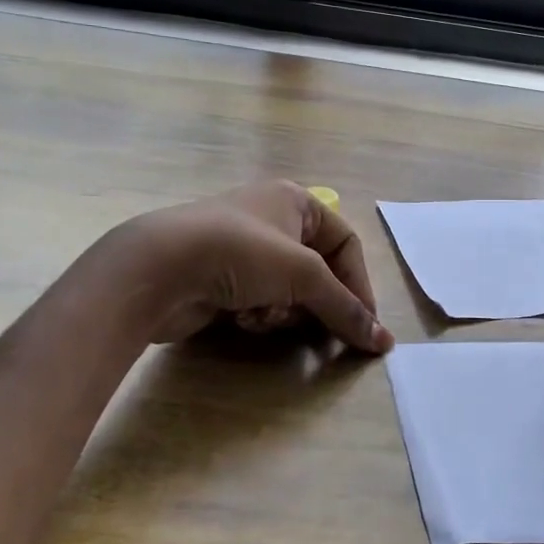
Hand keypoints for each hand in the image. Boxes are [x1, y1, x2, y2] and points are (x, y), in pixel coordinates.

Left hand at [102, 181, 392, 352]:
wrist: (159, 269)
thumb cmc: (241, 254)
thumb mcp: (304, 275)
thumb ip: (346, 308)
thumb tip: (384, 342)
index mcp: (296, 201)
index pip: (346, 243)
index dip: (359, 284)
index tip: (364, 324)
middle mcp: (273, 220)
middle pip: (319, 272)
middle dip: (316, 303)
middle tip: (320, 333)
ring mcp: (244, 251)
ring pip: (290, 293)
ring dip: (283, 312)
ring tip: (264, 316)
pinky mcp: (221, 280)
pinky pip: (260, 303)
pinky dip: (258, 316)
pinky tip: (241, 320)